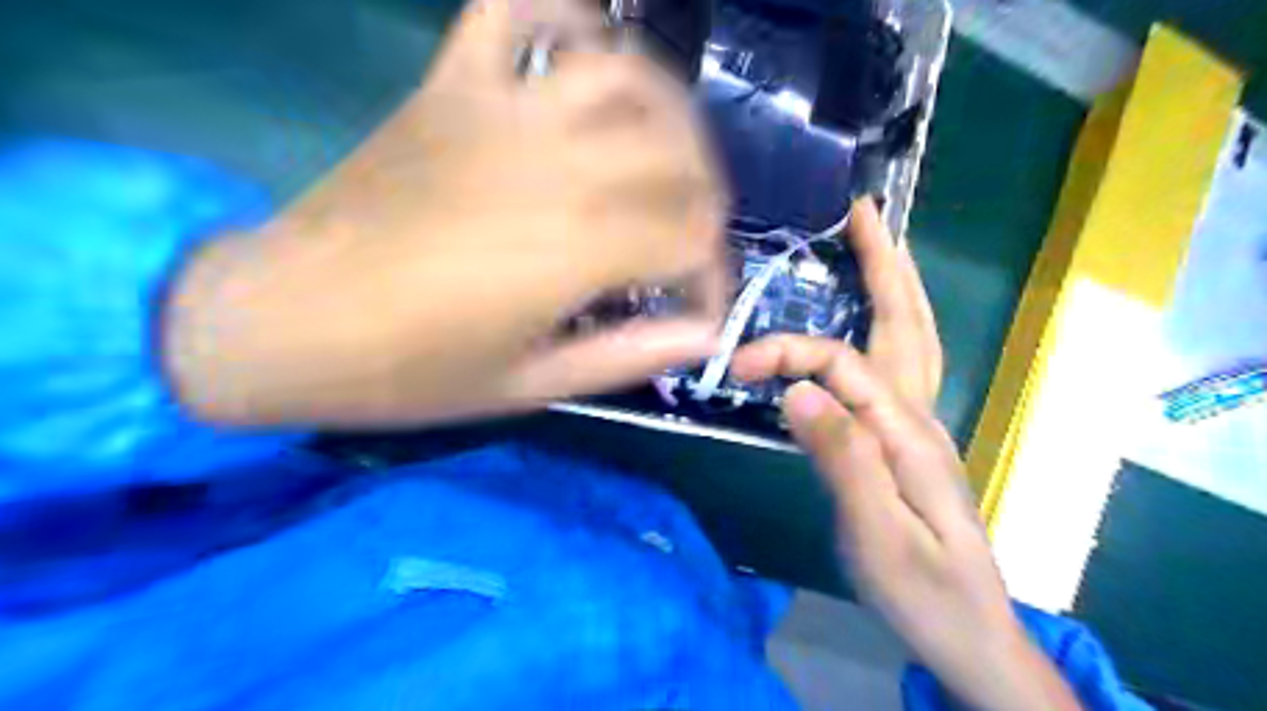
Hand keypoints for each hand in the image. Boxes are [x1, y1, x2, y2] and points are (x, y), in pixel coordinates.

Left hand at [162, 1, 727, 427]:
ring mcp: (499, 112)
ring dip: (669, 111)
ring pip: (624, 72)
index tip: (699, 312)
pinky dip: (565, 15)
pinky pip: (515, 11)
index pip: (692, 239)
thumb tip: (703, 336)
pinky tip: (586, 57)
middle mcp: (554, 165)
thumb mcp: (529, 386)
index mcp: (575, 248)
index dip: (713, 277)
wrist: (281, 319)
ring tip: (669, 157)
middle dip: (706, 202)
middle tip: (691, 243)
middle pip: (678, 154)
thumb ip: (627, 356)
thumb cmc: (406, 370)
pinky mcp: (450, 87)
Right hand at [728, 200, 1083, 709]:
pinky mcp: (908, 442)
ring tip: (875, 247)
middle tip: (864, 215)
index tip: (737, 365)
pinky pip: (902, 364)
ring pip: (914, 339)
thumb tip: (798, 390)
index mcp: (908, 432)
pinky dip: (892, 324)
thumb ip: (842, 458)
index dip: (788, 353)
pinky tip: (875, 320)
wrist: (970, 633)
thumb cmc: (924, 591)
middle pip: (907, 325)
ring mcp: (920, 427)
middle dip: (885, 265)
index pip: (841, 365)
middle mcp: (921, 416)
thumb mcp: (877, 534)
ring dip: (896, 287)